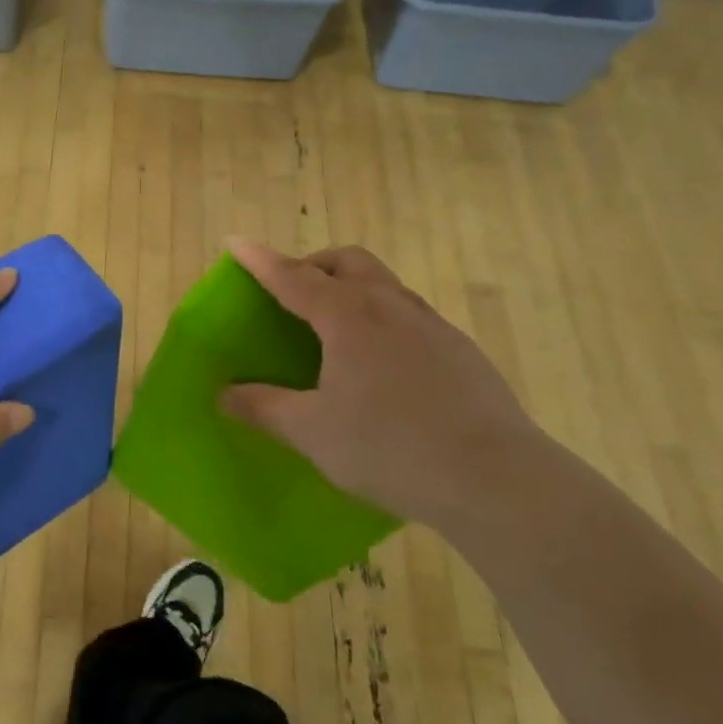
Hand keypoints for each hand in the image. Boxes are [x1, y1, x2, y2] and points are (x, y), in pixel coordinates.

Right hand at [219, 239, 551, 534]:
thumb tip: (224, 393)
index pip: (293, 276)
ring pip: (383, 284)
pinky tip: (380, 364)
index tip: (235, 242)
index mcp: (348, 316)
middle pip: (347, 261)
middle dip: (313, 264)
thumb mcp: (313, 433)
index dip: (260, 261)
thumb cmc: (391, 448)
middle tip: (290, 290)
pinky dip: (380, 317)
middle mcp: (390, 306)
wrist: (497, 480)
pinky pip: (409, 314)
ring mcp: (431, 325)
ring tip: (332, 327)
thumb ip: (264, 407)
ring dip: (350, 287)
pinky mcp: (460, 349)